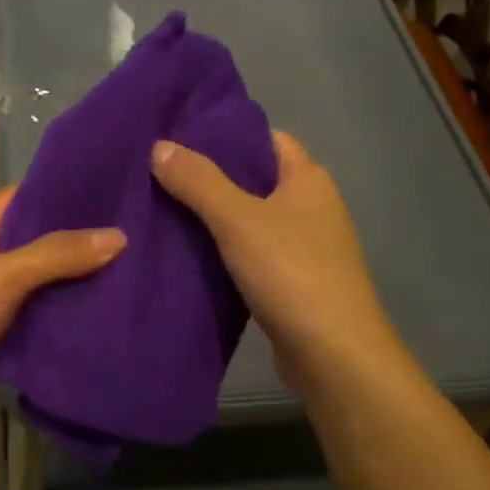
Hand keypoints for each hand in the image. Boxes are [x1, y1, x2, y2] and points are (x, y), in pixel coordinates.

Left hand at [0, 186, 124, 451]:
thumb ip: (56, 255)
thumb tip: (120, 236)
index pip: (33, 196)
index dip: (75, 192)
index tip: (127, 190)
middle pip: (47, 243)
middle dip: (89, 244)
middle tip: (152, 237)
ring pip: (50, 286)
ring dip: (85, 286)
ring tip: (147, 275)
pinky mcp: (5, 337)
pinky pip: (46, 322)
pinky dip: (73, 321)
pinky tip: (118, 317)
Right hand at [151, 132, 399, 396]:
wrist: (333, 355)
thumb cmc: (292, 274)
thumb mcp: (238, 220)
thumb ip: (199, 182)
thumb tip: (159, 146)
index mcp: (307, 180)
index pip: (264, 139)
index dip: (224, 134)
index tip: (177, 136)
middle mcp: (310, 207)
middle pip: (252, 179)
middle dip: (208, 177)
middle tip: (156, 174)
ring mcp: (302, 247)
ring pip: (248, 220)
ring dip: (211, 218)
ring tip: (160, 210)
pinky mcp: (290, 282)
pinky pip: (248, 253)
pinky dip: (221, 251)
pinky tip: (186, 253)